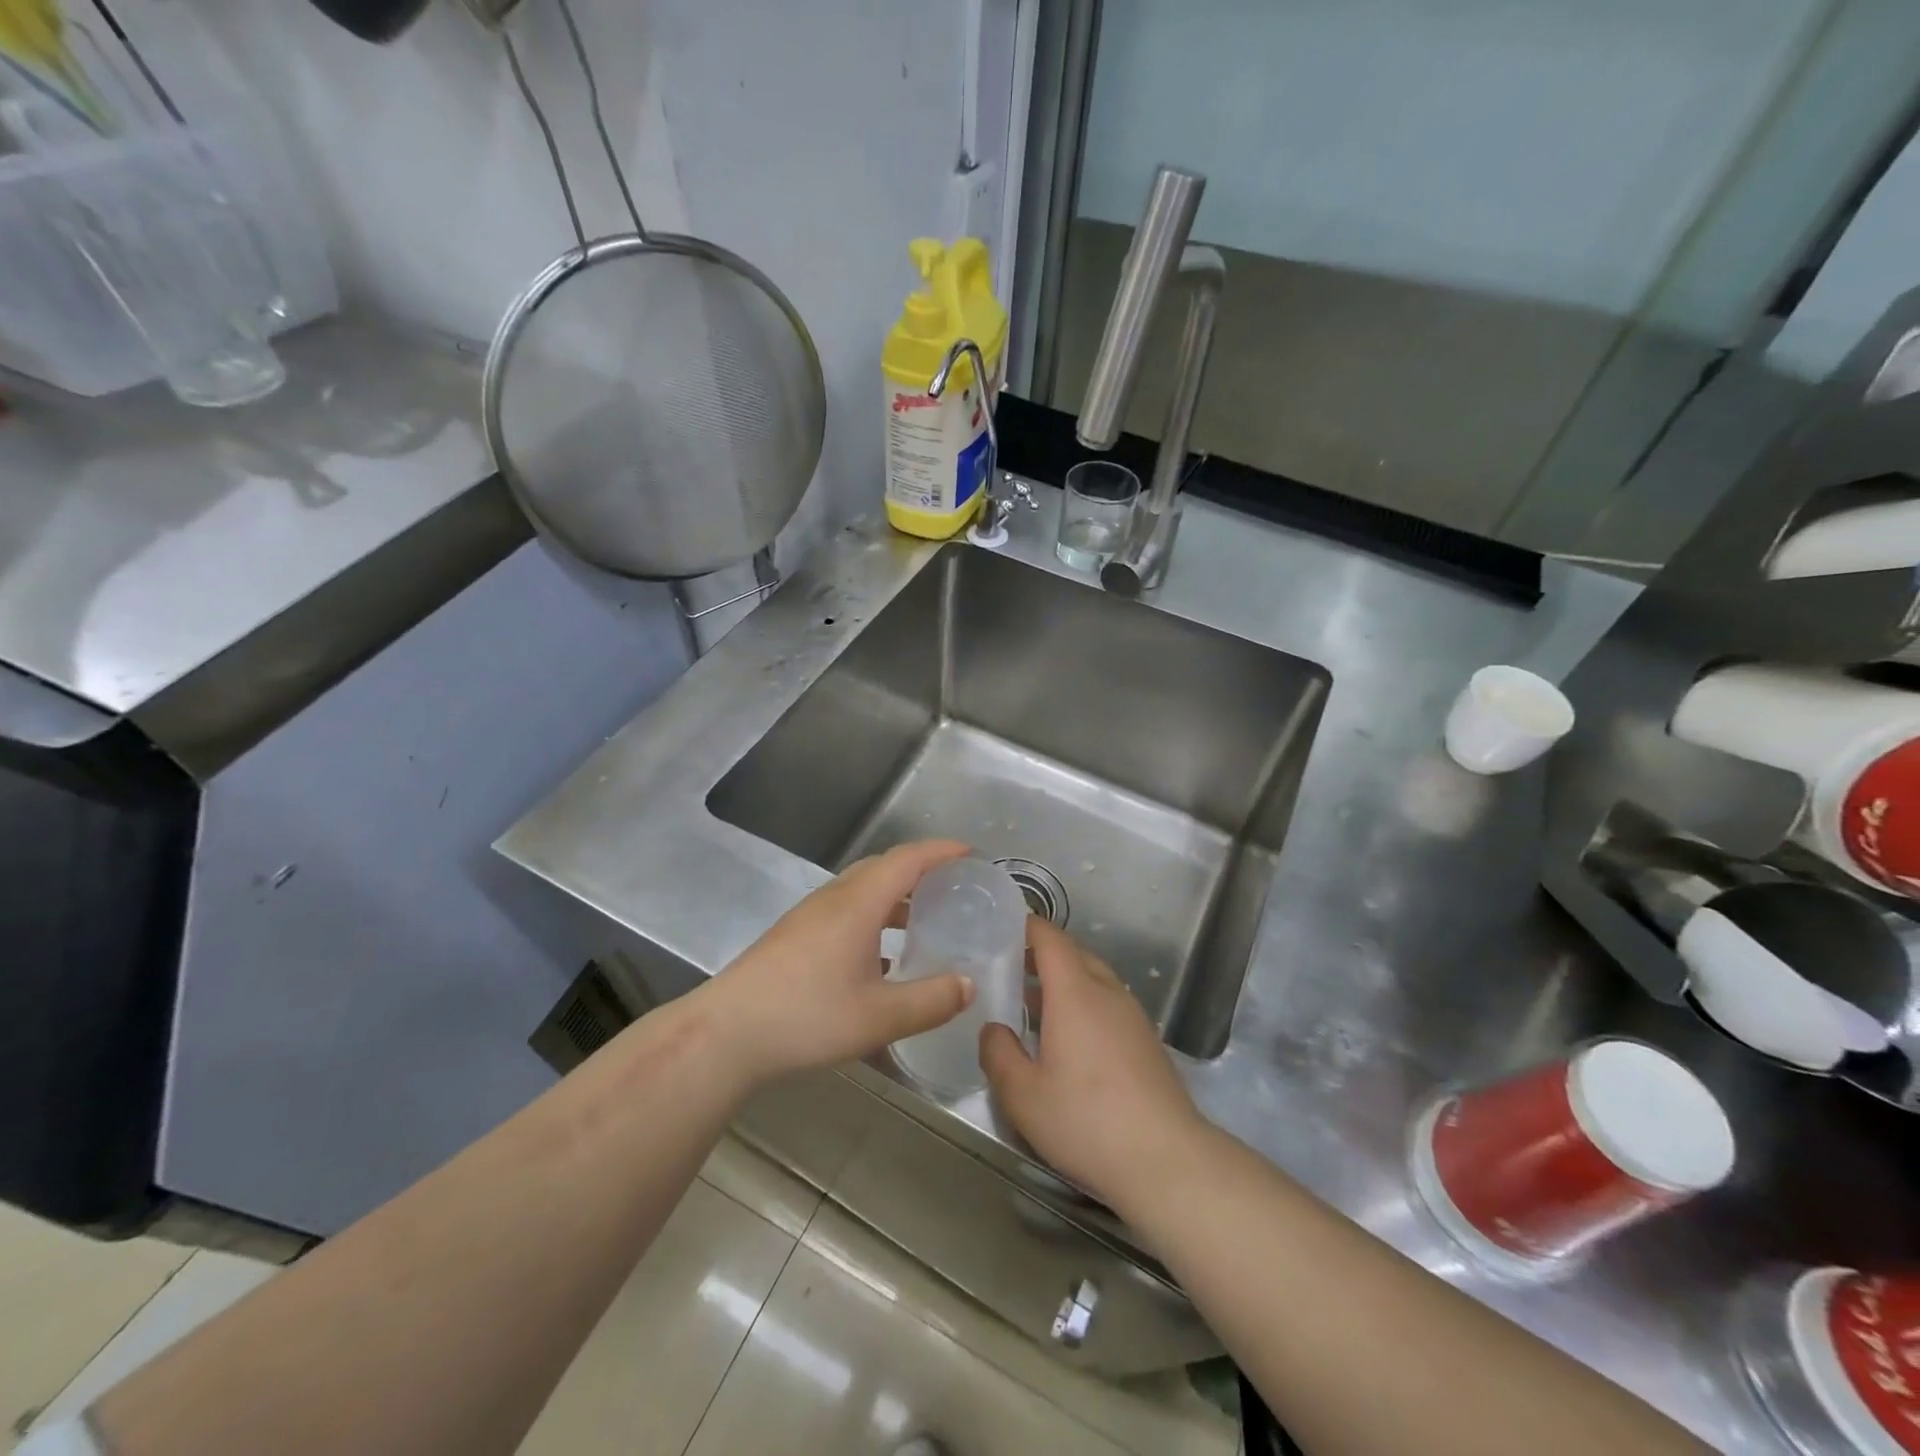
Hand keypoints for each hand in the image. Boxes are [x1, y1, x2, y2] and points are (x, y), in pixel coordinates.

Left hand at [701, 840, 975, 1085]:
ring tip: (925, 919)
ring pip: (862, 889)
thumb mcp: (879, 1017)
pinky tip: (882, 957)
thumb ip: (931, 1000)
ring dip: (896, 895)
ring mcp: (810, 915)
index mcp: (858, 903)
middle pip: (884, 867)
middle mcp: (835, 898)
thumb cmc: (806, 1017)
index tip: (971, 854)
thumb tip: (969, 985)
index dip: (941, 851)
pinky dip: (875, 916)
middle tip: (954, 886)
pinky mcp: (796, 935)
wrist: (726, 1034)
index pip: (907, 858)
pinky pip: (846, 909)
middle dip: (921, 869)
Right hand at [980, 918, 1204, 1210]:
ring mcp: (1132, 1015)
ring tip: (1031, 1007)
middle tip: (1007, 970)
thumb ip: (998, 1053)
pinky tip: (1068, 1041)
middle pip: (1073, 954)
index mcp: (1075, 991)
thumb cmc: (1086, 1120)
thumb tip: (993, 1029)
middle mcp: (1106, 991)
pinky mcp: (1146, 1041)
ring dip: (1063, 983)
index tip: (1000, 929)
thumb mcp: (1022, 1094)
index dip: (1025, 927)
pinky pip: (1108, 1004)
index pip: (1049, 937)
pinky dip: (1083, 1005)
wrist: (1166, 1160)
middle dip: (1040, 956)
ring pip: (1093, 979)